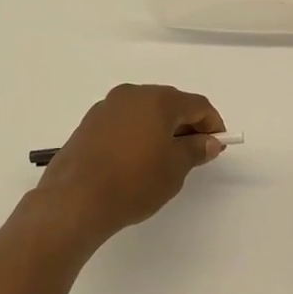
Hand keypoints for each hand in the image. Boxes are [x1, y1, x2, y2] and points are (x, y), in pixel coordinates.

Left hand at [34, 84, 225, 242]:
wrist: (75, 199)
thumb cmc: (133, 182)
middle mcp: (132, 94)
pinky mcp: (90, 122)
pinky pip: (125, 120)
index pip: (196, 104)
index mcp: (157, 100)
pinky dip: (139, 132)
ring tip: (166, 157)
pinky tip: (138, 158)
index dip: (212, 122)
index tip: (217, 144)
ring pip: (145, 110)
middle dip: (186, 124)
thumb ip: (195, 150)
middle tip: (195, 151)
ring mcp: (108, 106)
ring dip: (161, 127)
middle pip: (170, 103)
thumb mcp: (174, 169)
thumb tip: (208, 141)